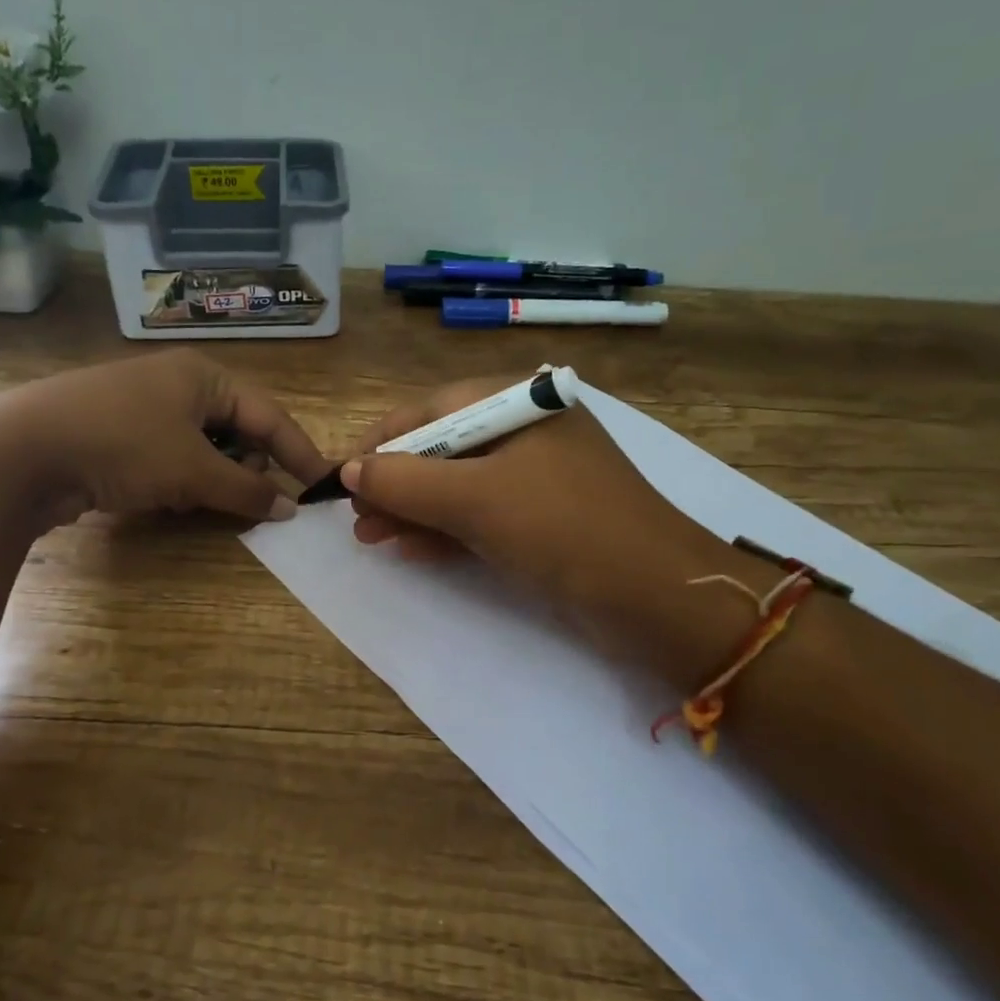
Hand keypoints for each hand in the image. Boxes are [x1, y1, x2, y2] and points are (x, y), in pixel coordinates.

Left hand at [0, 352, 330, 525]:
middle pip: (236, 430)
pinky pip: (170, 459)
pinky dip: (179, 481)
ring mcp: (143, 408)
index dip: (299, 451)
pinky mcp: (117, 435)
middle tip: (244, 498)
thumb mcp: (193, 470)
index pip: (268, 415)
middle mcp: (177, 384)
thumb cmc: (123, 445)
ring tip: (196, 500)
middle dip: (246, 467)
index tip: (323, 484)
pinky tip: (165, 500)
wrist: (22, 451)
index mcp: (203, 376)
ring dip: (211, 479)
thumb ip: (247, 490)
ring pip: (203, 449)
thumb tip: (290, 507)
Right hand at [341, 377, 719, 630]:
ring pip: (460, 486)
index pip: (432, 410)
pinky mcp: (545, 519)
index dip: (381, 443)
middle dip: (395, 484)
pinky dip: (446, 530)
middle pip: (443, 449)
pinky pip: (483, 515)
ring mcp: (539, 477)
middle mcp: (528, 431)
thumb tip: (348, 471)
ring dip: (413, 511)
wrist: (658, 598)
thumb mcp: (476, 499)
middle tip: (356, 519)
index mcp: (519, 403)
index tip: (341, 476)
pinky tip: (409, 549)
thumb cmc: (564, 528)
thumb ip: (405, 480)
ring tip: (371, 538)